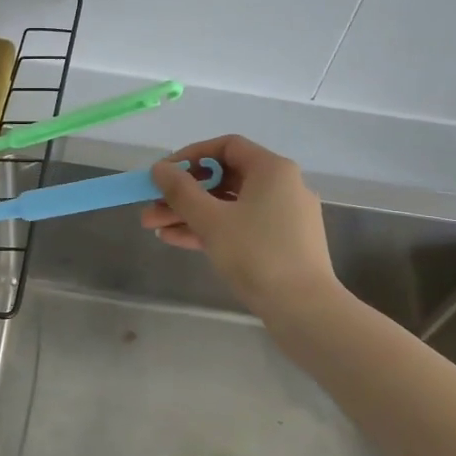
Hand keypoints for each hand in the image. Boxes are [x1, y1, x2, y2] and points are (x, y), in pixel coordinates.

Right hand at [142, 135, 341, 317]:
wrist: (305, 309)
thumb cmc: (257, 254)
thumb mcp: (211, 220)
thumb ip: (181, 191)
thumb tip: (160, 169)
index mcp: (272, 169)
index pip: (226, 146)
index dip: (191, 156)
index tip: (163, 173)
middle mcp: (282, 185)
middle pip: (224, 178)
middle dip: (183, 193)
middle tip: (150, 206)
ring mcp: (284, 216)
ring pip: (229, 205)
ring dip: (191, 213)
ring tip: (154, 227)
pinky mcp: (282, 243)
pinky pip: (240, 226)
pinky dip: (211, 229)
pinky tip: (176, 239)